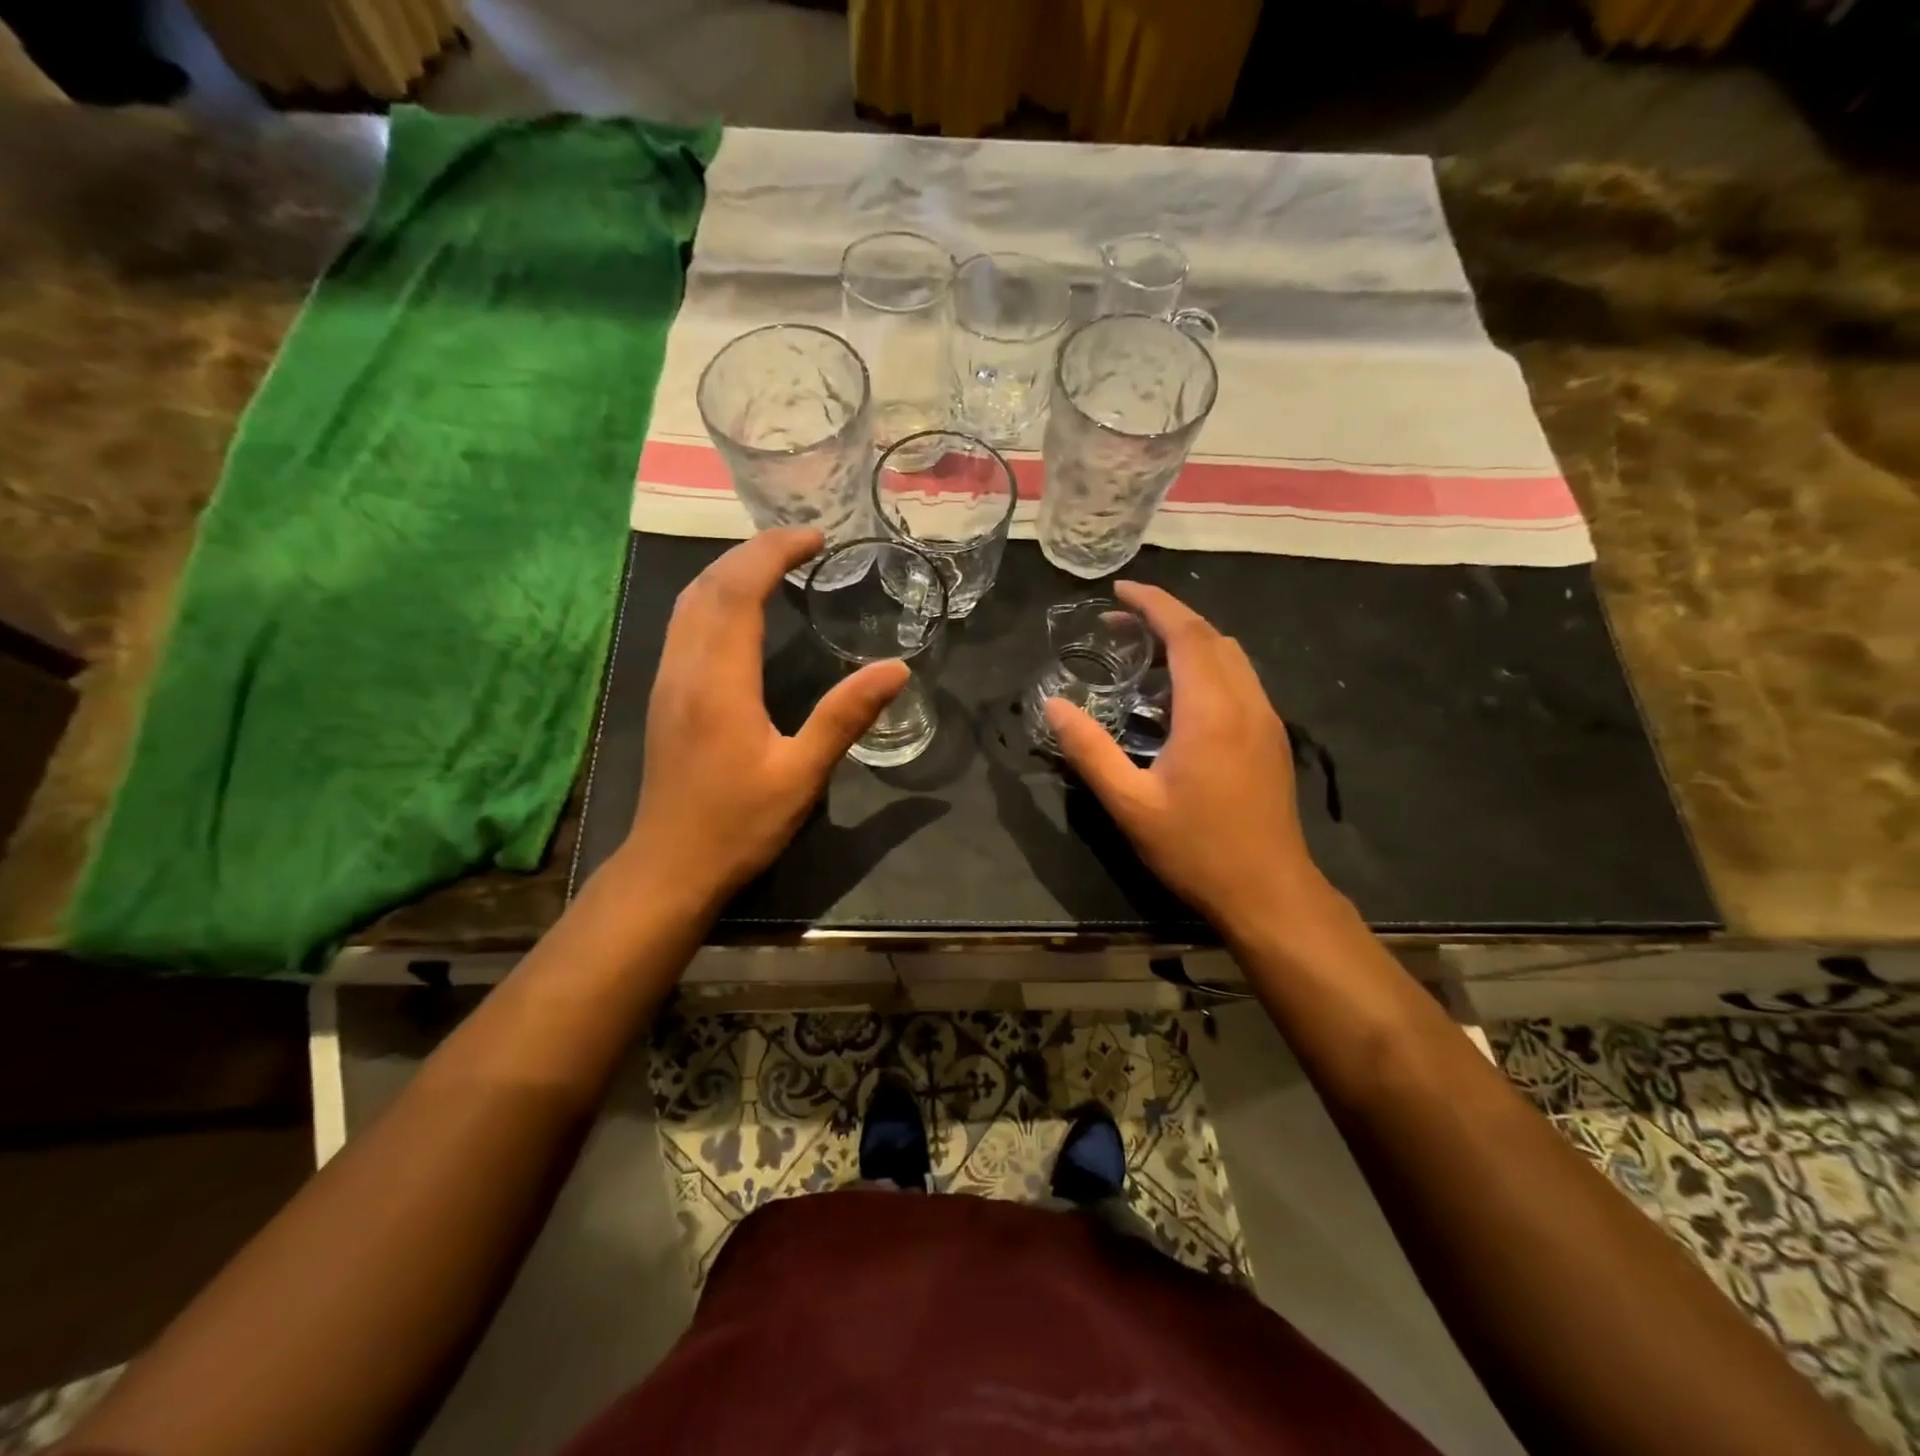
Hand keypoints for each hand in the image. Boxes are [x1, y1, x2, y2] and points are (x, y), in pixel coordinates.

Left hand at [620, 528, 907, 912]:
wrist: (671, 865)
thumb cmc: (739, 824)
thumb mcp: (803, 774)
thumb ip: (846, 716)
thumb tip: (897, 669)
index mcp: (720, 680)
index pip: (740, 589)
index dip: (775, 552)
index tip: (816, 538)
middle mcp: (685, 667)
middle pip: (709, 584)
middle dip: (754, 551)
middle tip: (803, 543)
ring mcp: (668, 680)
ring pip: (689, 601)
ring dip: (730, 570)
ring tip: (775, 563)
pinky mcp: (665, 695)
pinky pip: (684, 623)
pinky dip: (714, 596)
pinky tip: (739, 610)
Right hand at [1044, 582, 1336, 937]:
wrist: (1268, 891)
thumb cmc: (1195, 848)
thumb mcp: (1130, 804)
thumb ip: (1090, 750)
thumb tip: (1054, 706)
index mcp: (1211, 710)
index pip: (1186, 633)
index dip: (1153, 604)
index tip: (1120, 591)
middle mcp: (1245, 702)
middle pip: (1211, 636)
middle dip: (1167, 617)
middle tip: (1120, 624)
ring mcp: (1265, 719)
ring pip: (1231, 656)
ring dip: (1190, 640)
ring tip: (1144, 654)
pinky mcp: (1271, 737)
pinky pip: (1240, 679)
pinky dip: (1207, 665)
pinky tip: (1178, 695)